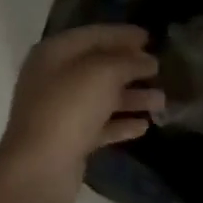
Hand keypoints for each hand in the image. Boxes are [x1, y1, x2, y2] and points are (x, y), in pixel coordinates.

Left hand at [0, 24, 162, 202]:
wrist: (40, 168)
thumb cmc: (69, 109)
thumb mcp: (104, 74)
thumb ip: (128, 62)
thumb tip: (146, 60)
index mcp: (55, 53)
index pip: (93, 35)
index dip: (122, 34)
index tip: (150, 37)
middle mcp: (54, 78)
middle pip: (98, 66)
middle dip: (130, 67)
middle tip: (159, 68)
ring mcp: (60, 110)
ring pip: (102, 97)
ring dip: (132, 97)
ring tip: (162, 101)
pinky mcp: (69, 139)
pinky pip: (100, 124)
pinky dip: (121, 123)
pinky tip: (144, 126)